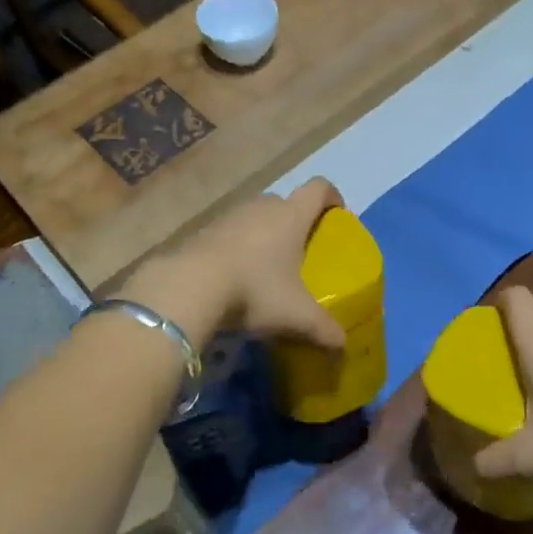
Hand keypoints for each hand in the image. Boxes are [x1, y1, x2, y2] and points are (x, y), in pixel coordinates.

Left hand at [159, 178, 348, 349]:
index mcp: (291, 215)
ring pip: (256, 218)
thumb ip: (323, 328)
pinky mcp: (203, 230)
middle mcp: (262, 206)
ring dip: (265, 237)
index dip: (332, 197)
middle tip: (302, 255)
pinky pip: (231, 233)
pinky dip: (239, 249)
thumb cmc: (255, 290)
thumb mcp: (296, 315)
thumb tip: (342, 345)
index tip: (337, 218)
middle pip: (286, 204)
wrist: (189, 287)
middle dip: (296, 224)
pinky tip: (236, 278)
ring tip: (268, 270)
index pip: (319, 188)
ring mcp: (230, 216)